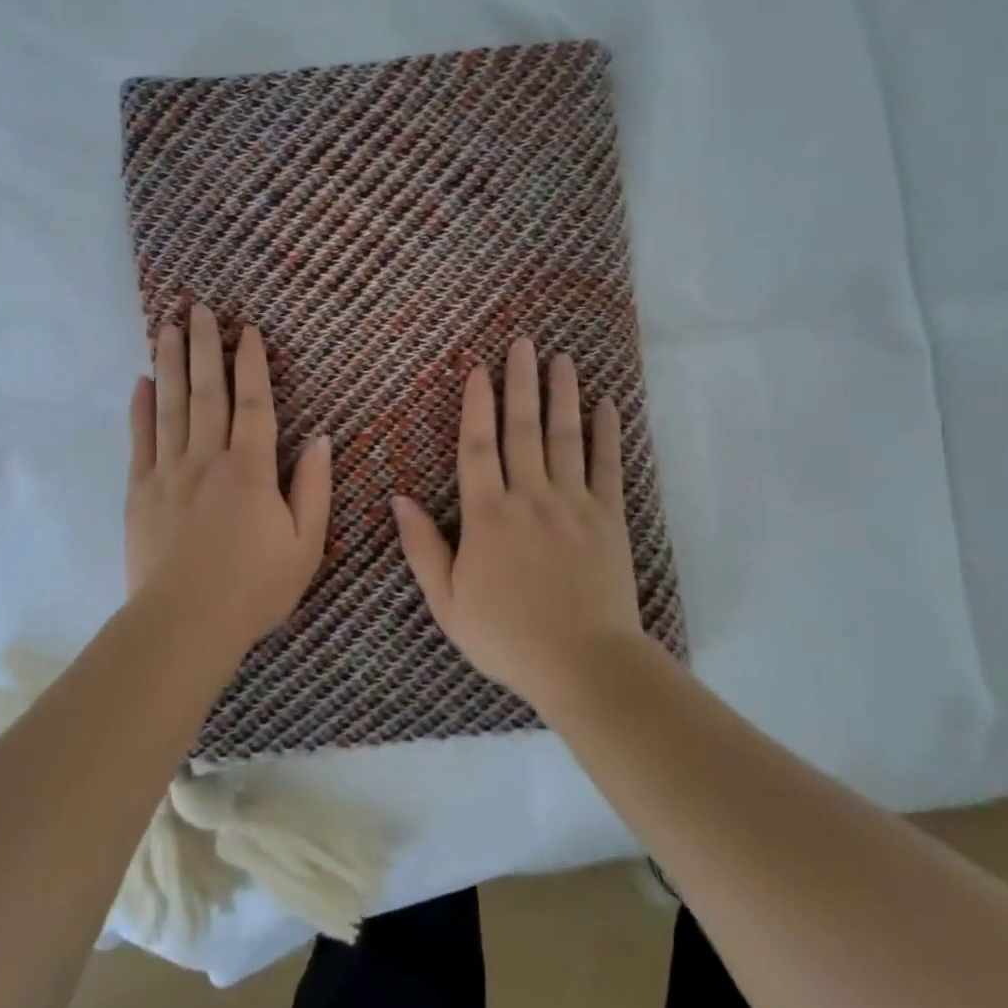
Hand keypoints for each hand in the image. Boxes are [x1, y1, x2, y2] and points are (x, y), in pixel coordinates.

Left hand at [126, 305, 331, 655]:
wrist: (185, 624)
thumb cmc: (254, 588)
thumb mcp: (306, 545)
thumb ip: (314, 489)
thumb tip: (321, 439)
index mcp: (251, 470)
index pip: (253, 404)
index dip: (251, 364)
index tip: (247, 330)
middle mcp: (207, 459)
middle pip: (206, 392)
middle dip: (204, 346)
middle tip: (198, 309)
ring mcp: (168, 473)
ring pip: (170, 406)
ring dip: (171, 363)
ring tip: (167, 327)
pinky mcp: (140, 491)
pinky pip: (140, 440)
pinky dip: (140, 408)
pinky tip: (142, 381)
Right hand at [392, 338, 643, 709]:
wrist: (583, 664)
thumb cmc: (506, 637)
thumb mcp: (447, 601)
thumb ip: (422, 547)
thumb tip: (398, 498)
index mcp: (487, 516)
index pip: (478, 448)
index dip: (476, 406)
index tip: (478, 370)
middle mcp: (529, 498)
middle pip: (522, 430)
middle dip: (520, 383)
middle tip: (523, 343)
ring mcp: (572, 505)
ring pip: (564, 438)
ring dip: (562, 395)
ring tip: (562, 359)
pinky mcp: (608, 519)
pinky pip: (608, 467)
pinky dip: (606, 434)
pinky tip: (605, 405)